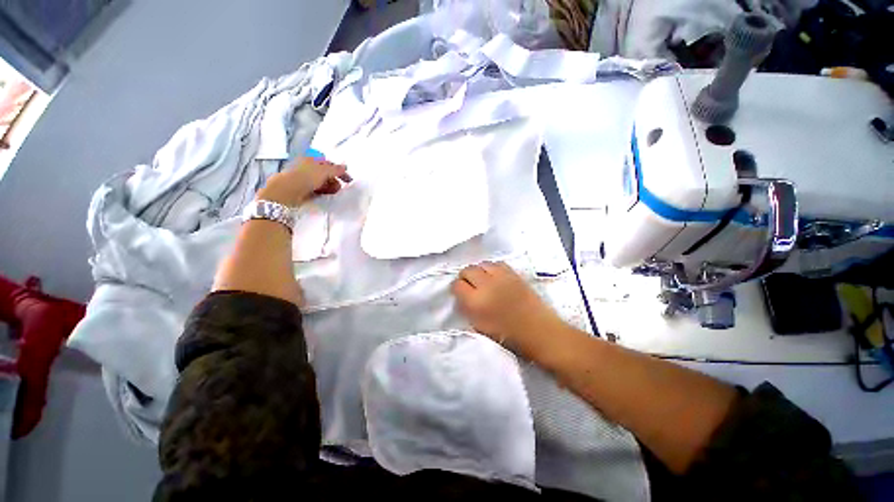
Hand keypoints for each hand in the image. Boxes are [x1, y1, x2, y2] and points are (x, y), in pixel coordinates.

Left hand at [257, 157, 351, 206]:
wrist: (287, 191)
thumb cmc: (306, 177)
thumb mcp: (325, 171)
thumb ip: (336, 169)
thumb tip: (345, 167)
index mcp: (312, 159)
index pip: (330, 164)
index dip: (340, 171)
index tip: (349, 180)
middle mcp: (308, 166)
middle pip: (326, 174)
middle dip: (335, 180)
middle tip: (339, 188)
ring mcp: (304, 178)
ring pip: (322, 182)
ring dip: (329, 187)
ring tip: (331, 193)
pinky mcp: (302, 188)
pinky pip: (317, 189)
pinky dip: (322, 192)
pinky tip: (323, 196)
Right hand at [451, 261, 564, 360]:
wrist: (539, 331)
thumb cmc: (509, 336)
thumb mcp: (480, 328)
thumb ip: (468, 310)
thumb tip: (462, 298)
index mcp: (476, 302)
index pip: (457, 285)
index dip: (457, 289)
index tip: (460, 294)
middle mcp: (486, 285)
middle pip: (467, 270)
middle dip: (465, 277)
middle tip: (470, 286)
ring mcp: (501, 277)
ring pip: (481, 264)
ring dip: (479, 271)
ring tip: (482, 280)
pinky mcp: (514, 274)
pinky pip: (497, 263)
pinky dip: (492, 268)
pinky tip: (495, 277)